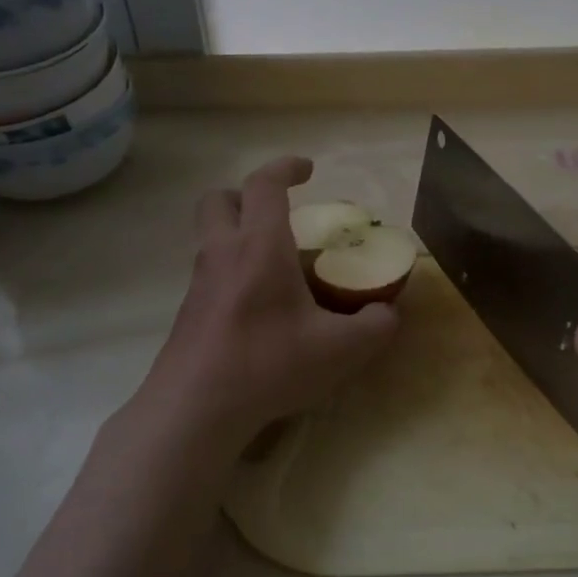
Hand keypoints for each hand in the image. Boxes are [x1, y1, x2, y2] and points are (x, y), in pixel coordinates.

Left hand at [144, 156, 398, 445]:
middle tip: (279, 214)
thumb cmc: (269, 364)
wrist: (195, 410)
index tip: (308, 169)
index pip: (264, 184)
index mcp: (259, 246)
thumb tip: (389, 313)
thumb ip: (375, 326)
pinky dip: (234, 271)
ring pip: (211, 237)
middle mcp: (223, 254)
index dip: (286, 166)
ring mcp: (199, 284)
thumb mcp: (341, 350)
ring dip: (240, 234)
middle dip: (248, 195)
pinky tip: (260, 309)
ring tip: (278, 266)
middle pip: (220, 200)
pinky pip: (211, 273)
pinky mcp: (188, 313)